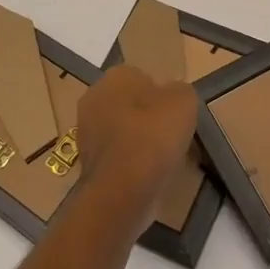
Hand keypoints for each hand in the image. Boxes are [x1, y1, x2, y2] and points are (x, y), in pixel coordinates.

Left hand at [74, 65, 199, 217]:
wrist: (121, 191)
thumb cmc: (153, 136)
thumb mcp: (184, 101)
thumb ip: (180, 91)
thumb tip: (172, 96)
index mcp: (115, 76)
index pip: (142, 77)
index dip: (162, 95)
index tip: (175, 114)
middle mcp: (94, 98)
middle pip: (130, 103)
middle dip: (148, 116)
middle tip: (170, 134)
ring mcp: (86, 131)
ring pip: (122, 129)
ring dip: (139, 140)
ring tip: (162, 158)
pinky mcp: (86, 162)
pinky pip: (116, 154)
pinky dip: (130, 162)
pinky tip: (147, 174)